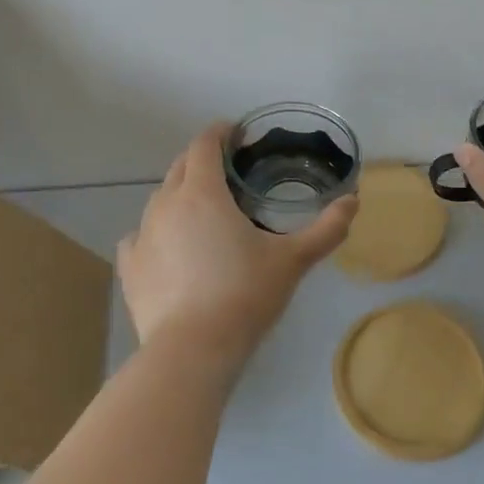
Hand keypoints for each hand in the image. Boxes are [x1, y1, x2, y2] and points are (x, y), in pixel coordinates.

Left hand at [117, 123, 358, 362]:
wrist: (193, 350)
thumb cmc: (245, 294)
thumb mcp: (293, 260)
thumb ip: (326, 228)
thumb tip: (354, 200)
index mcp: (202, 193)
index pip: (204, 144)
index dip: (221, 133)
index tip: (238, 134)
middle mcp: (166, 204)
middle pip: (180, 166)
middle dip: (203, 160)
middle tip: (230, 172)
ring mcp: (143, 234)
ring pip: (159, 199)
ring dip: (181, 194)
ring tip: (204, 212)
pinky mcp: (130, 266)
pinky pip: (140, 235)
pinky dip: (156, 232)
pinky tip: (170, 247)